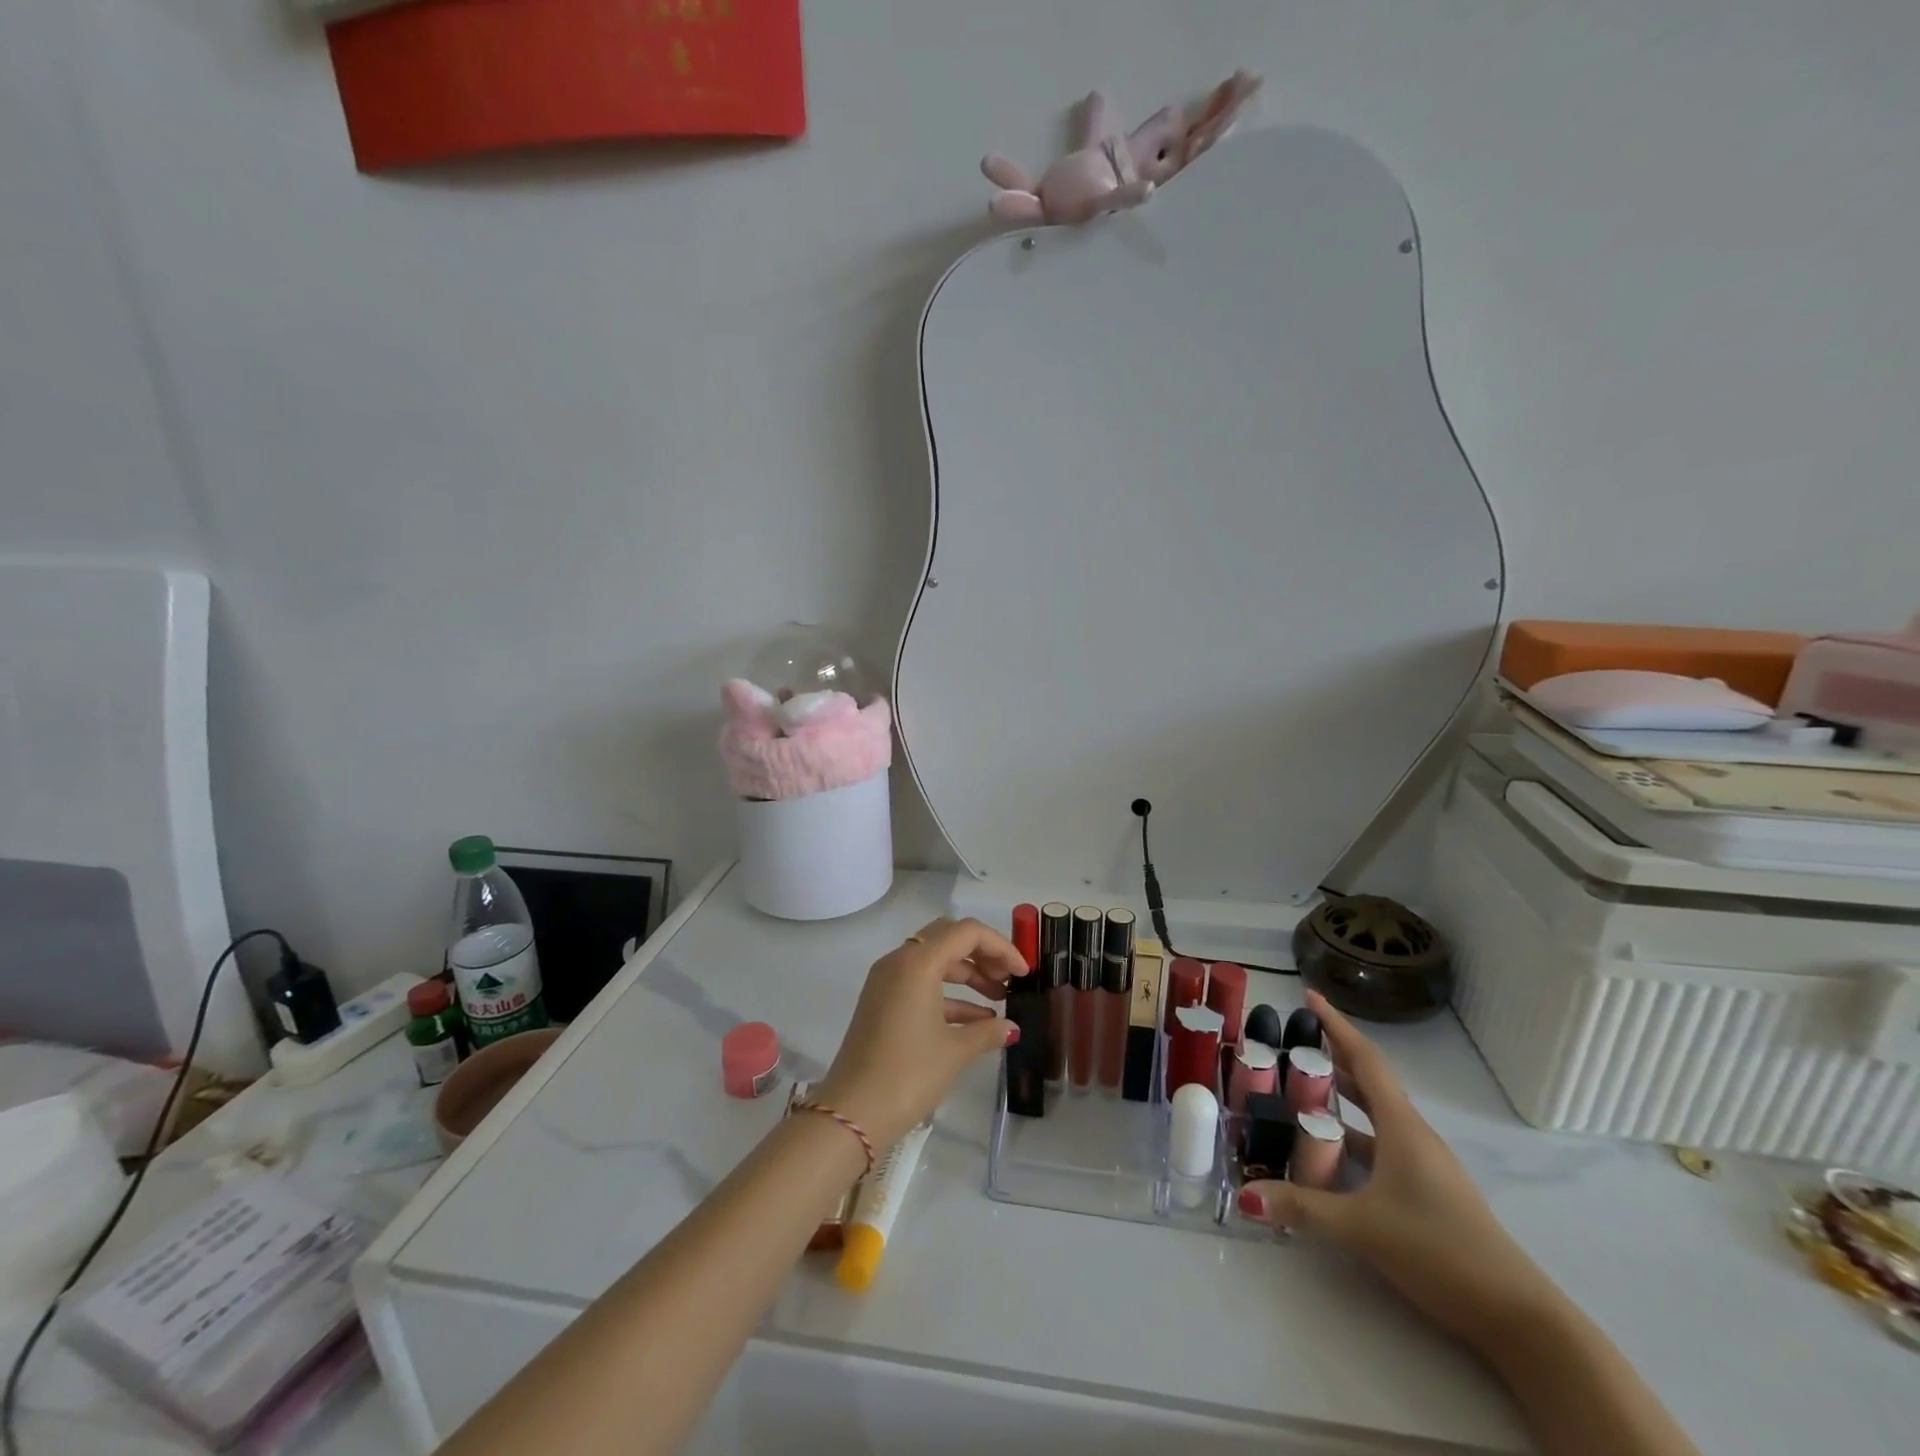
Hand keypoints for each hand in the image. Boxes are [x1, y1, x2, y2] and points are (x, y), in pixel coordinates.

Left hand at [811, 917, 1028, 1149]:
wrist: (852, 1112)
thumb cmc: (908, 1074)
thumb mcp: (955, 1051)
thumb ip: (987, 1031)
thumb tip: (1010, 1027)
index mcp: (917, 962)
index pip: (967, 932)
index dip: (1001, 947)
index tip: (1023, 972)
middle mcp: (899, 961)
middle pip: (949, 939)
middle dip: (983, 955)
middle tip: (1010, 980)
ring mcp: (887, 981)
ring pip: (935, 961)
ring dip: (967, 976)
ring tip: (999, 1000)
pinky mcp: (881, 1002)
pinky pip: (921, 984)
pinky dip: (948, 995)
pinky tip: (976, 1020)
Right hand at [1239, 992, 1562, 1353]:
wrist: (1517, 1315)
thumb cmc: (1439, 1249)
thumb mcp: (1363, 1227)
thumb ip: (1302, 1208)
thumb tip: (1245, 1195)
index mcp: (1401, 1127)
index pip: (1364, 1060)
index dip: (1336, 1025)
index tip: (1309, 996)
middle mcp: (1413, 1135)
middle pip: (1369, 1081)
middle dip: (1333, 1056)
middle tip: (1294, 1041)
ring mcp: (1424, 1164)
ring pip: (1375, 1115)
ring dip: (1342, 1096)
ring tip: (1303, 1087)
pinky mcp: (1428, 1190)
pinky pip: (1381, 1144)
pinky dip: (1353, 1134)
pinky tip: (1331, 1150)